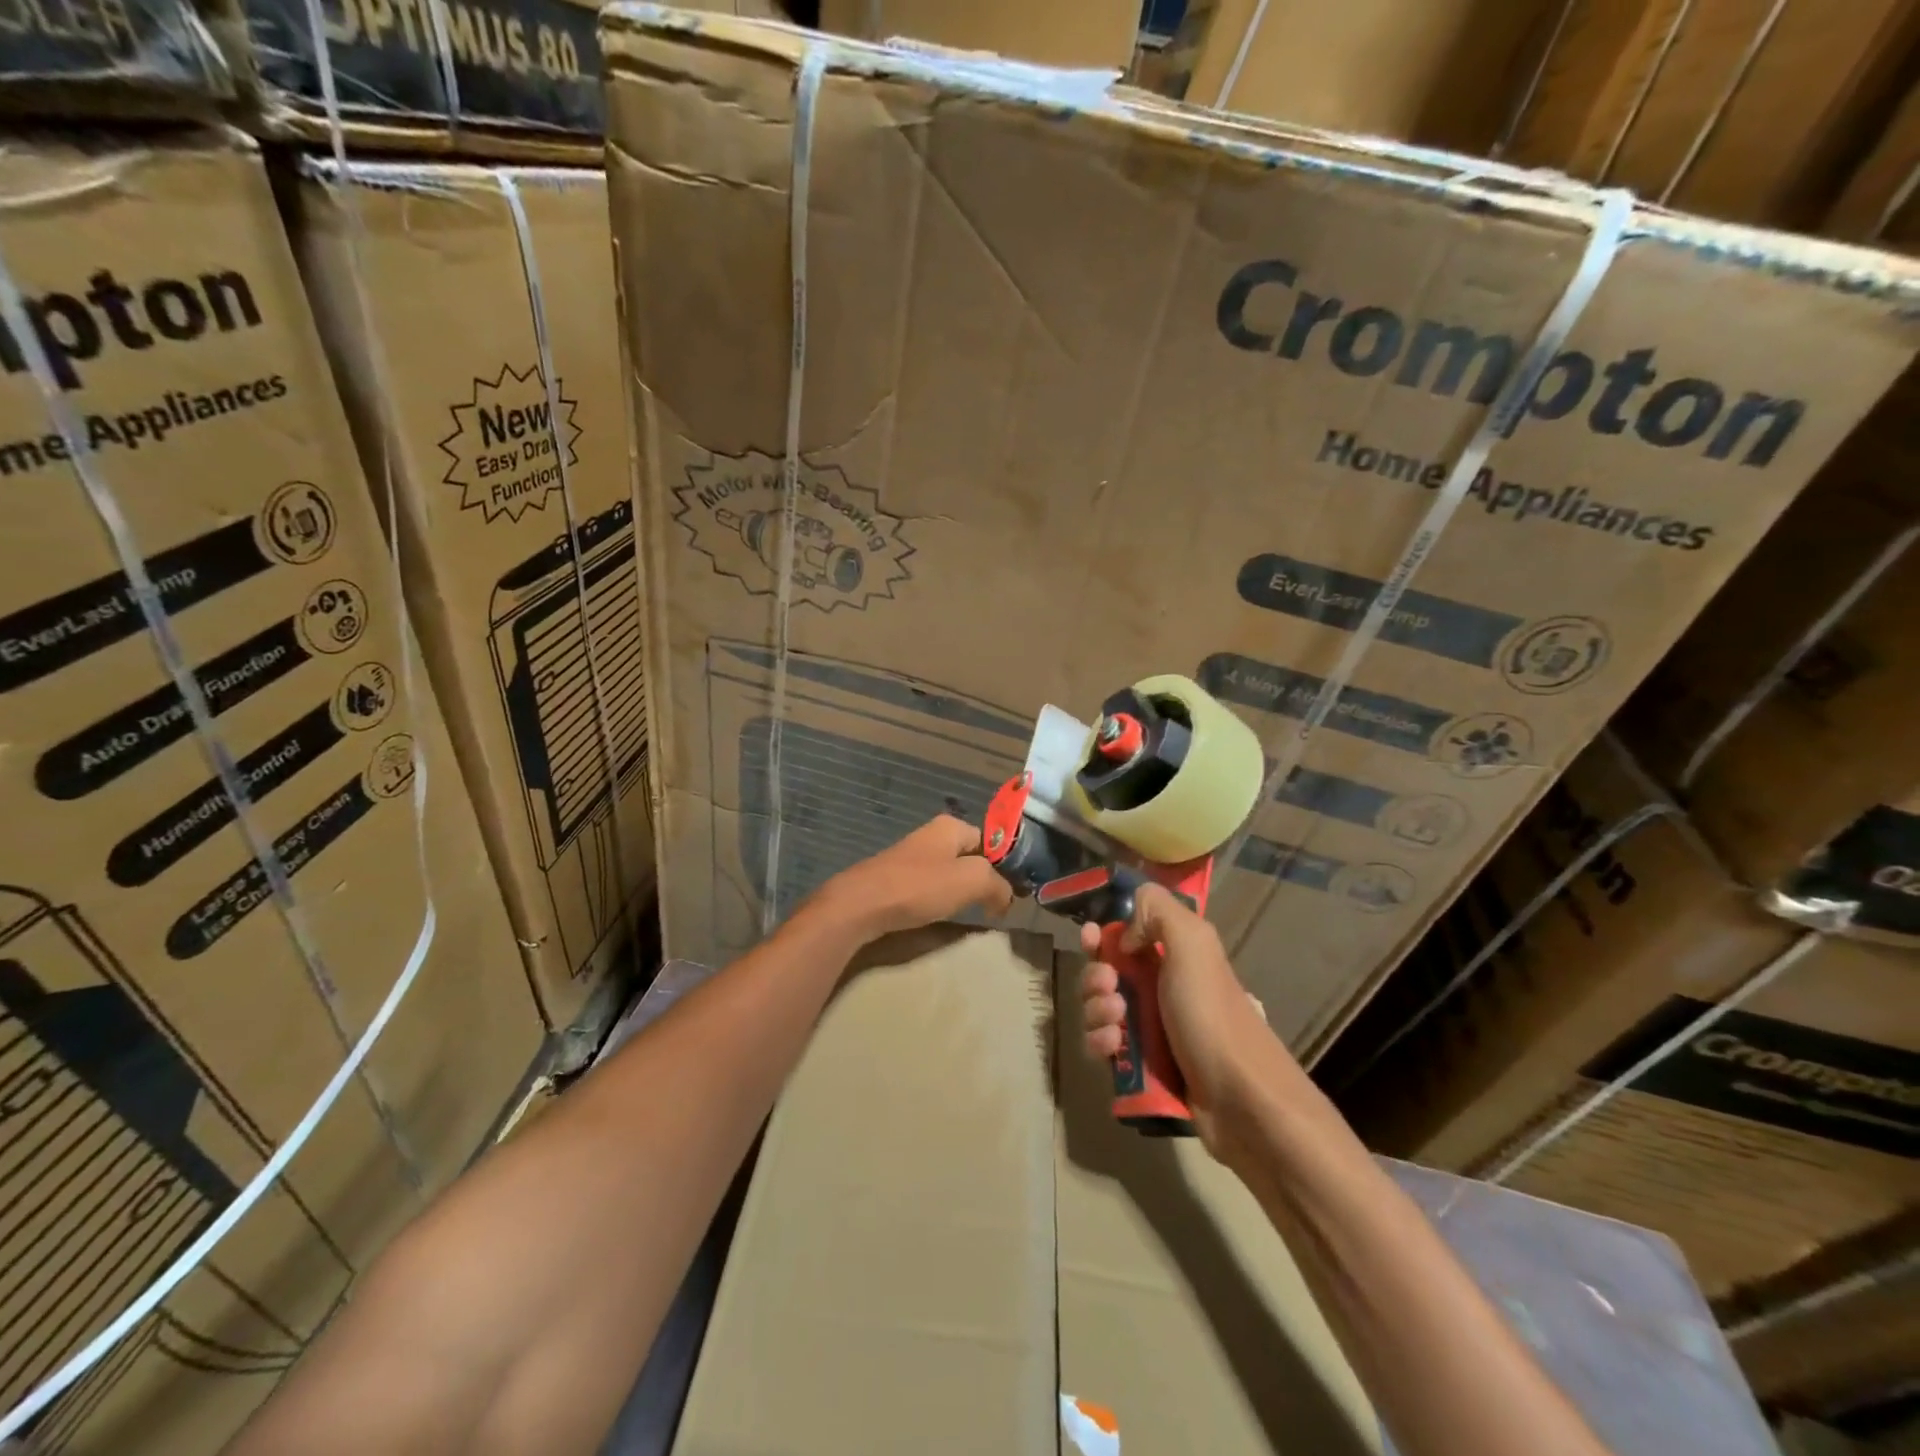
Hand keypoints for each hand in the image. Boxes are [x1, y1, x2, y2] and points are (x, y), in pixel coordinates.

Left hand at [813, 815, 1014, 943]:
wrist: (861, 905)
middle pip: (969, 857)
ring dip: (960, 893)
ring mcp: (910, 857)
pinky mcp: (895, 879)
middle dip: (982, 880)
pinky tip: (938, 916)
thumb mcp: (972, 880)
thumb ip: (998, 885)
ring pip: (948, 873)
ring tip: (968, 914)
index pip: (990, 841)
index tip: (1011, 894)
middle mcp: (931, 835)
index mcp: (950, 826)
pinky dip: (937, 901)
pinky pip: (928, 888)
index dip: (1004, 866)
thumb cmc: (919, 886)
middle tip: (992, 907)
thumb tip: (1005, 898)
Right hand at [1078, 882, 1286, 1159]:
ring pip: (1099, 1009)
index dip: (1104, 934)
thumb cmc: (1211, 1013)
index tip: (1091, 939)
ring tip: (1117, 1022)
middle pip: (1104, 972)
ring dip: (1096, 1010)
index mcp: (1173, 955)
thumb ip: (1157, 910)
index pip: (1127, 934)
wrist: (1239, 1099)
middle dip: (1095, 976)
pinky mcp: (1139, 1066)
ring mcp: (1148, 1028)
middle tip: (1109, 986)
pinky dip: (1100, 1042)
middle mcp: (1159, 988)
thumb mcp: (1192, 943)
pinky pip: (1103, 1046)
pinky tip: (1113, 1048)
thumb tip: (1125, 934)